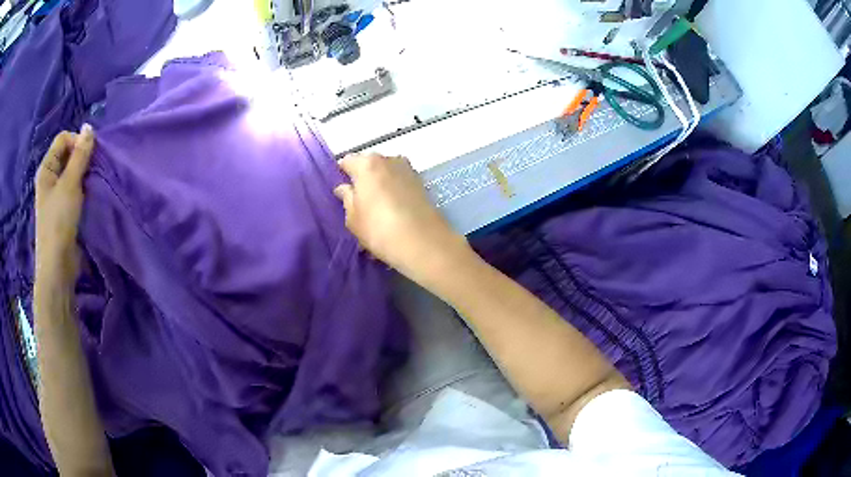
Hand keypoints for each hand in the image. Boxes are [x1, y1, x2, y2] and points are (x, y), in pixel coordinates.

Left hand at [35, 125, 94, 284]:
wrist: (58, 266)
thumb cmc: (59, 222)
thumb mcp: (70, 184)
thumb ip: (80, 155)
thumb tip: (89, 126)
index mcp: (46, 168)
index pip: (63, 139)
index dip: (77, 141)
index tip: (89, 155)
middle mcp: (49, 178)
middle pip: (68, 154)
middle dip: (82, 157)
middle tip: (92, 170)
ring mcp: (56, 195)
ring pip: (73, 172)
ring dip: (84, 174)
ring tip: (92, 183)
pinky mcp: (63, 209)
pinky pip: (75, 188)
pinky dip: (83, 187)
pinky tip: (89, 195)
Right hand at [334, 152, 471, 283]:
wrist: (423, 243)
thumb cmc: (379, 229)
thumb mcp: (353, 218)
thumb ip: (346, 198)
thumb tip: (344, 187)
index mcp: (367, 164)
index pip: (347, 162)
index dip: (342, 176)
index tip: (341, 194)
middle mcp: (389, 159)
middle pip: (368, 167)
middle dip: (363, 182)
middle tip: (359, 206)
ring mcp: (408, 170)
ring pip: (386, 176)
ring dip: (380, 189)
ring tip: (378, 214)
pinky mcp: (422, 184)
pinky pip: (400, 185)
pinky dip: (394, 195)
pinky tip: (393, 216)